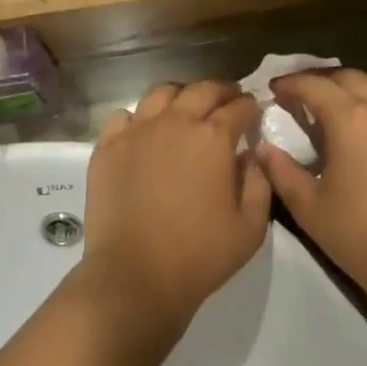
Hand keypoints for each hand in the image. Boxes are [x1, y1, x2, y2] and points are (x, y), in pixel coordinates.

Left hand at [81, 81, 270, 328]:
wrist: (134, 276)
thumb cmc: (200, 254)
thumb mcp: (252, 226)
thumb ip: (259, 182)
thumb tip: (251, 154)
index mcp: (213, 137)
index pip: (239, 107)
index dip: (250, 106)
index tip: (254, 111)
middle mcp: (174, 122)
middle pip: (202, 90)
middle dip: (221, 91)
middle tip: (228, 101)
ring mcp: (136, 131)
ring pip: (161, 93)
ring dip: (180, 96)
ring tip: (185, 110)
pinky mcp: (107, 147)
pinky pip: (123, 116)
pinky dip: (139, 118)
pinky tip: (145, 132)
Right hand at [256, 70, 366, 321]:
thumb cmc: (362, 236)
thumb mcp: (309, 207)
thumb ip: (281, 171)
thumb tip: (261, 147)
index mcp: (351, 118)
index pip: (314, 85)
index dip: (290, 84)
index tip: (273, 89)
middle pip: (347, 77)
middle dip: (319, 80)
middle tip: (298, 96)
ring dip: (352, 85)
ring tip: (335, 104)